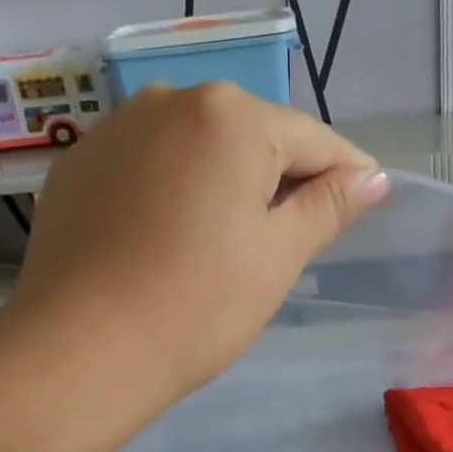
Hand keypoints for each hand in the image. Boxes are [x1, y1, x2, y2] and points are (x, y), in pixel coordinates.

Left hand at [10, 82, 389, 397]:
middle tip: (289, 239)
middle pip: (252, 137)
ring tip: (226, 242)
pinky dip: (172, 190)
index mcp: (230, 116)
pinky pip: (148, 165)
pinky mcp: (79, 164)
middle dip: (280, 179)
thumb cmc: (198, 304)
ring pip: (197, 149)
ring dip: (224, 182)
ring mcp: (115, 129)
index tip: (363, 206)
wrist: (80, 350)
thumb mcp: (278, 255)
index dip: (346, 175)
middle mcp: (169, 100)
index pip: (312, 140)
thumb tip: (373, 176)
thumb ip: (330, 205)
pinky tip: (168, 238)